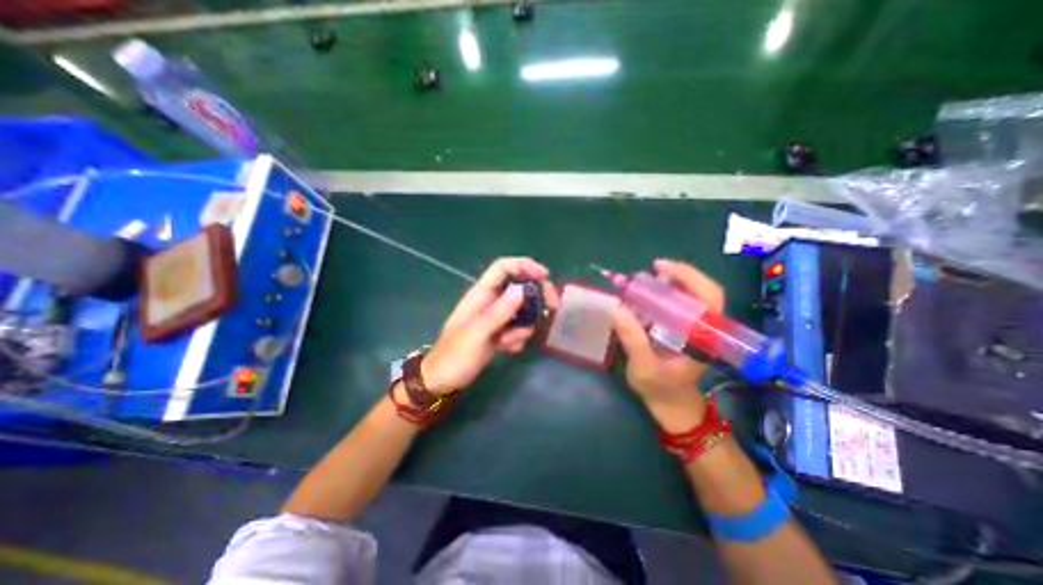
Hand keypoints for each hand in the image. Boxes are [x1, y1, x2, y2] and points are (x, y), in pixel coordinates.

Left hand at [420, 257, 557, 393]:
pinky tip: (505, 350)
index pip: (503, 268)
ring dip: (523, 327)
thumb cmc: (454, 356)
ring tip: (507, 342)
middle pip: (519, 287)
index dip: (524, 265)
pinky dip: (517, 338)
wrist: (442, 381)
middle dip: (536, 297)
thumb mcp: (477, 333)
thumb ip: (499, 312)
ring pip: (522, 311)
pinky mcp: (499, 332)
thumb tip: (523, 290)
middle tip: (551, 308)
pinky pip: (518, 328)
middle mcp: (490, 302)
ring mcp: (496, 318)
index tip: (545, 276)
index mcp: (480, 294)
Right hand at [613, 258, 727, 432]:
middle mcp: (704, 327)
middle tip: (651, 269)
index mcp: (703, 336)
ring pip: (691, 295)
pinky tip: (646, 296)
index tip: (661, 267)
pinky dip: (663, 294)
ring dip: (670, 283)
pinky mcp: (685, 328)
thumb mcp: (644, 366)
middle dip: (678, 275)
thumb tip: (616, 307)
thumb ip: (633, 338)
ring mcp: (696, 327)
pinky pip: (679, 304)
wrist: (672, 404)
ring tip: (645, 281)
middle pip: (703, 290)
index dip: (689, 276)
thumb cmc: (660, 389)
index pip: (709, 297)